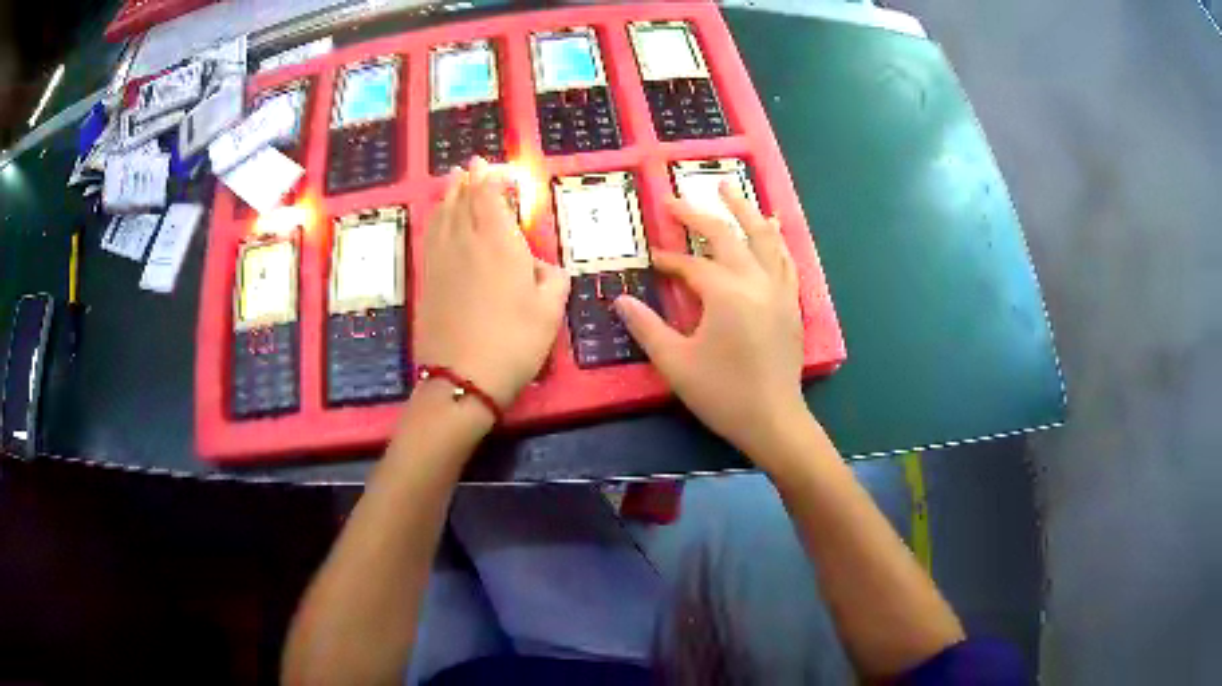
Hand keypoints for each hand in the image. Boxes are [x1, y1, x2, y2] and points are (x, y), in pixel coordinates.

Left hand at [414, 158, 569, 408]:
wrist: (462, 377)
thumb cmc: (514, 342)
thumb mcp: (551, 311)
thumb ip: (553, 278)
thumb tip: (542, 266)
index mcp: (499, 243)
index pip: (489, 197)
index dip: (490, 178)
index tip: (492, 166)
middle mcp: (466, 242)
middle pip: (463, 201)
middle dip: (469, 180)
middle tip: (471, 165)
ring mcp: (442, 260)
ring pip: (443, 215)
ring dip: (449, 194)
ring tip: (453, 180)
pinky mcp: (428, 280)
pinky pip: (431, 236)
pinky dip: (435, 219)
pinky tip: (438, 218)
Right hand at [613, 182, 808, 458]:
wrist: (774, 420)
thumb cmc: (722, 393)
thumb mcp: (676, 363)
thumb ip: (647, 328)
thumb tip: (619, 301)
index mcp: (726, 293)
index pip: (692, 266)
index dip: (668, 261)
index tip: (651, 258)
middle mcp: (756, 282)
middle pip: (728, 236)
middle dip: (700, 215)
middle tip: (678, 198)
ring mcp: (779, 291)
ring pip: (763, 239)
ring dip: (745, 211)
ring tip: (730, 188)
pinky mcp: (792, 304)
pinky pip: (785, 261)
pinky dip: (775, 240)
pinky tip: (772, 229)